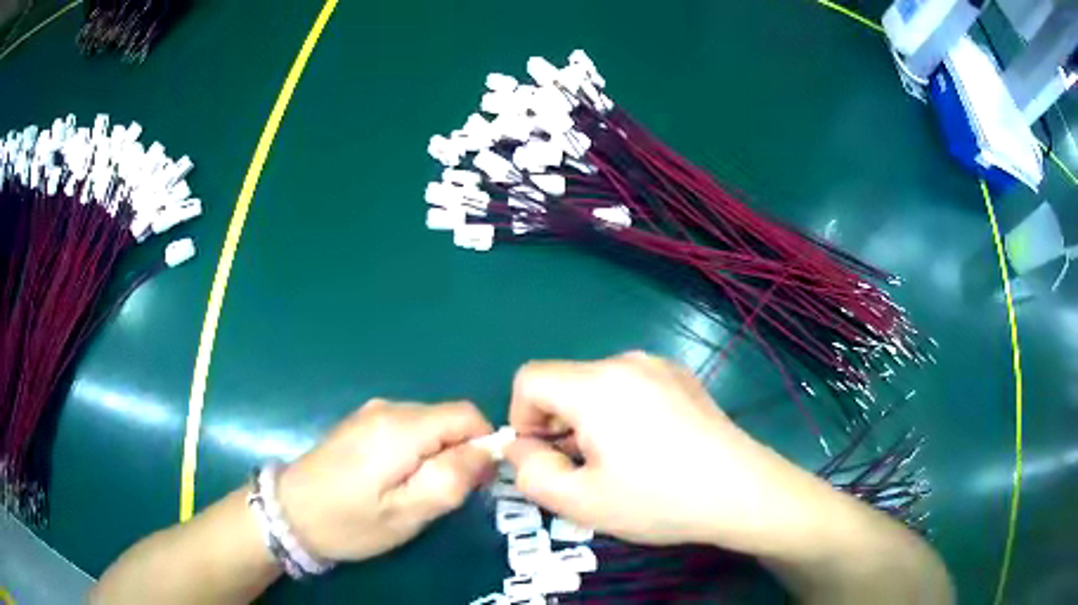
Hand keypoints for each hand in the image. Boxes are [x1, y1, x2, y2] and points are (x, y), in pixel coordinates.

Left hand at [277, 399, 493, 561]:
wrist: (289, 513)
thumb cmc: (349, 521)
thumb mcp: (407, 514)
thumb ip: (451, 480)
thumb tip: (486, 451)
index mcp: (401, 427)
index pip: (467, 415)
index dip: (483, 444)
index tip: (475, 481)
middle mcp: (388, 408)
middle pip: (447, 418)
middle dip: (459, 452)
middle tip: (445, 496)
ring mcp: (371, 412)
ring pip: (428, 423)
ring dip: (437, 453)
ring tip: (418, 492)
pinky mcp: (360, 422)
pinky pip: (406, 427)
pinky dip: (417, 450)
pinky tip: (395, 479)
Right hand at [504, 352, 832, 553]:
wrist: (741, 490)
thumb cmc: (659, 499)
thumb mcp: (581, 502)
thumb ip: (530, 473)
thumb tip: (520, 448)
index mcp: (596, 385)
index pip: (530, 379)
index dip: (522, 418)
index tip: (544, 457)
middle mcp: (626, 362)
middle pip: (564, 381)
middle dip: (557, 424)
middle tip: (582, 469)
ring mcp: (659, 365)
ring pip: (596, 385)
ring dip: (588, 420)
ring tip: (618, 461)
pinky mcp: (681, 377)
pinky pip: (629, 385)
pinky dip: (619, 411)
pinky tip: (650, 447)